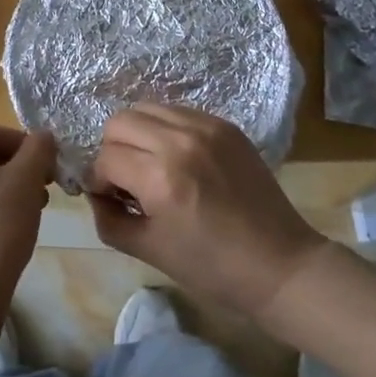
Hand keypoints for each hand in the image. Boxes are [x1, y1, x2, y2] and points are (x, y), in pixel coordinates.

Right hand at [87, 103, 327, 317]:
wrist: (279, 264)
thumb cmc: (211, 268)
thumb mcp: (148, 250)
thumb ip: (108, 219)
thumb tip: (95, 193)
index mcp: (160, 177)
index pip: (106, 158)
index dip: (99, 180)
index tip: (111, 199)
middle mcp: (181, 141)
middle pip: (120, 121)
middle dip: (113, 150)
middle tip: (128, 180)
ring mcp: (207, 127)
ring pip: (148, 108)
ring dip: (139, 135)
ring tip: (152, 166)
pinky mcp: (226, 126)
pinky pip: (178, 112)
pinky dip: (166, 130)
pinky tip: (179, 160)